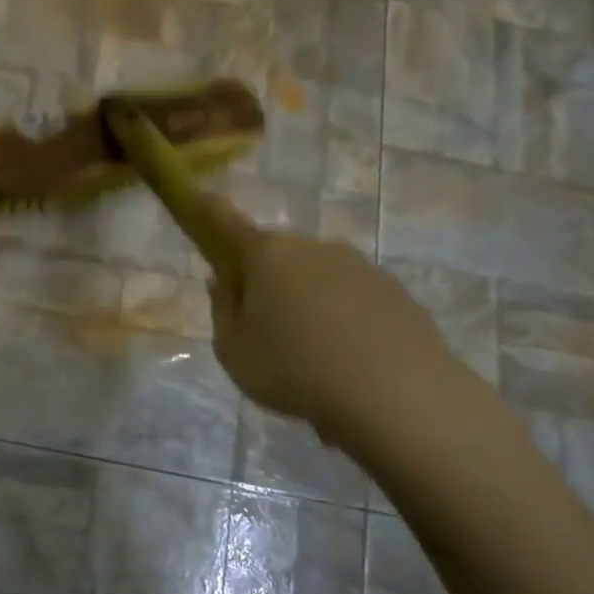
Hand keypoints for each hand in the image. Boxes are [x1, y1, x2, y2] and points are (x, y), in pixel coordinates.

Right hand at [200, 194, 470, 464]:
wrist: (397, 396)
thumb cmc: (295, 371)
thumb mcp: (234, 352)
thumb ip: (224, 311)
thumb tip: (227, 281)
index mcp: (266, 256)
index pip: (226, 222)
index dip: (207, 210)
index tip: (196, 197)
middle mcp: (313, 248)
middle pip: (276, 256)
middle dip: (264, 282)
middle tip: (263, 333)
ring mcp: (359, 266)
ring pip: (317, 279)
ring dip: (307, 304)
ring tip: (311, 361)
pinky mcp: (395, 291)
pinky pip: (352, 300)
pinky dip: (343, 321)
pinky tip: (348, 365)